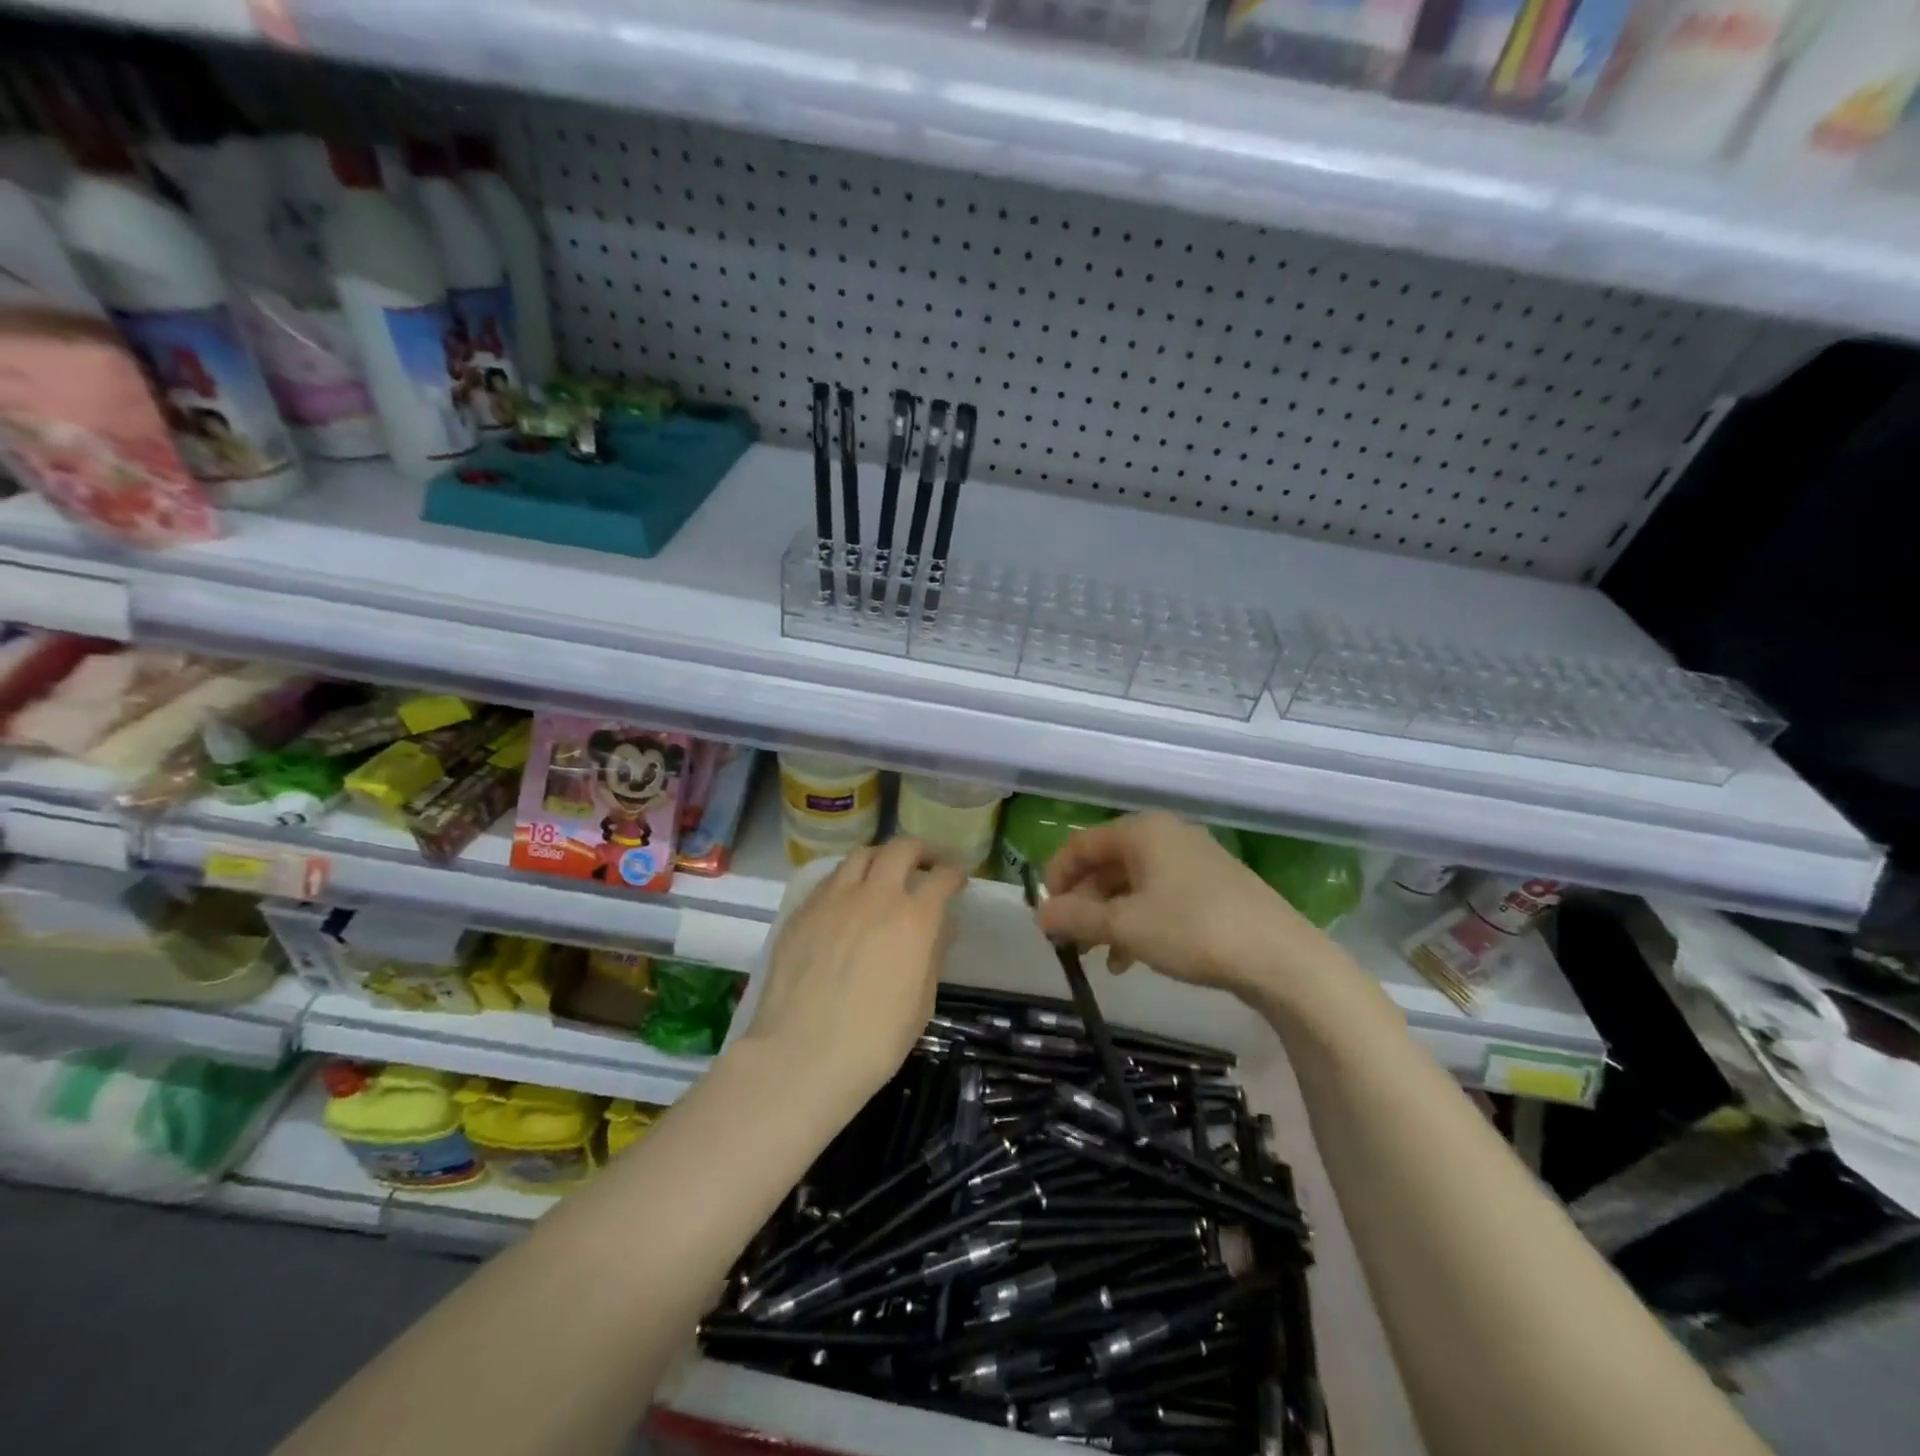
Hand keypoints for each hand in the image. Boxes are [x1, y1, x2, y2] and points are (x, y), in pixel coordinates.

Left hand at [742, 837, 966, 1116]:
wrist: (801, 1056)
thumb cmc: (874, 1041)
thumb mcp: (921, 1002)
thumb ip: (932, 953)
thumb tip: (941, 924)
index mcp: (913, 919)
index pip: (941, 878)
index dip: (954, 873)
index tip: (958, 877)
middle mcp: (875, 896)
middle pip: (901, 849)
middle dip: (920, 851)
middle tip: (926, 863)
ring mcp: (834, 899)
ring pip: (861, 855)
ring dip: (881, 858)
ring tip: (885, 873)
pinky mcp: (803, 911)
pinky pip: (830, 879)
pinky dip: (848, 878)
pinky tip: (848, 898)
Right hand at [1035, 812, 1319, 1004]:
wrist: (1280, 958)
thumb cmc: (1192, 930)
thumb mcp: (1125, 926)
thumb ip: (1076, 917)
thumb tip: (1039, 915)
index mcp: (1142, 831)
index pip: (1081, 844)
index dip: (1056, 877)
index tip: (1043, 914)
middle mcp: (1166, 836)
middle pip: (1107, 864)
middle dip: (1083, 903)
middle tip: (1068, 941)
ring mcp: (1193, 861)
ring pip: (1133, 885)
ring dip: (1108, 919)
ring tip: (1099, 958)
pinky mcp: (1213, 887)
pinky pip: (1160, 898)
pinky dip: (1138, 923)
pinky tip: (1132, 960)